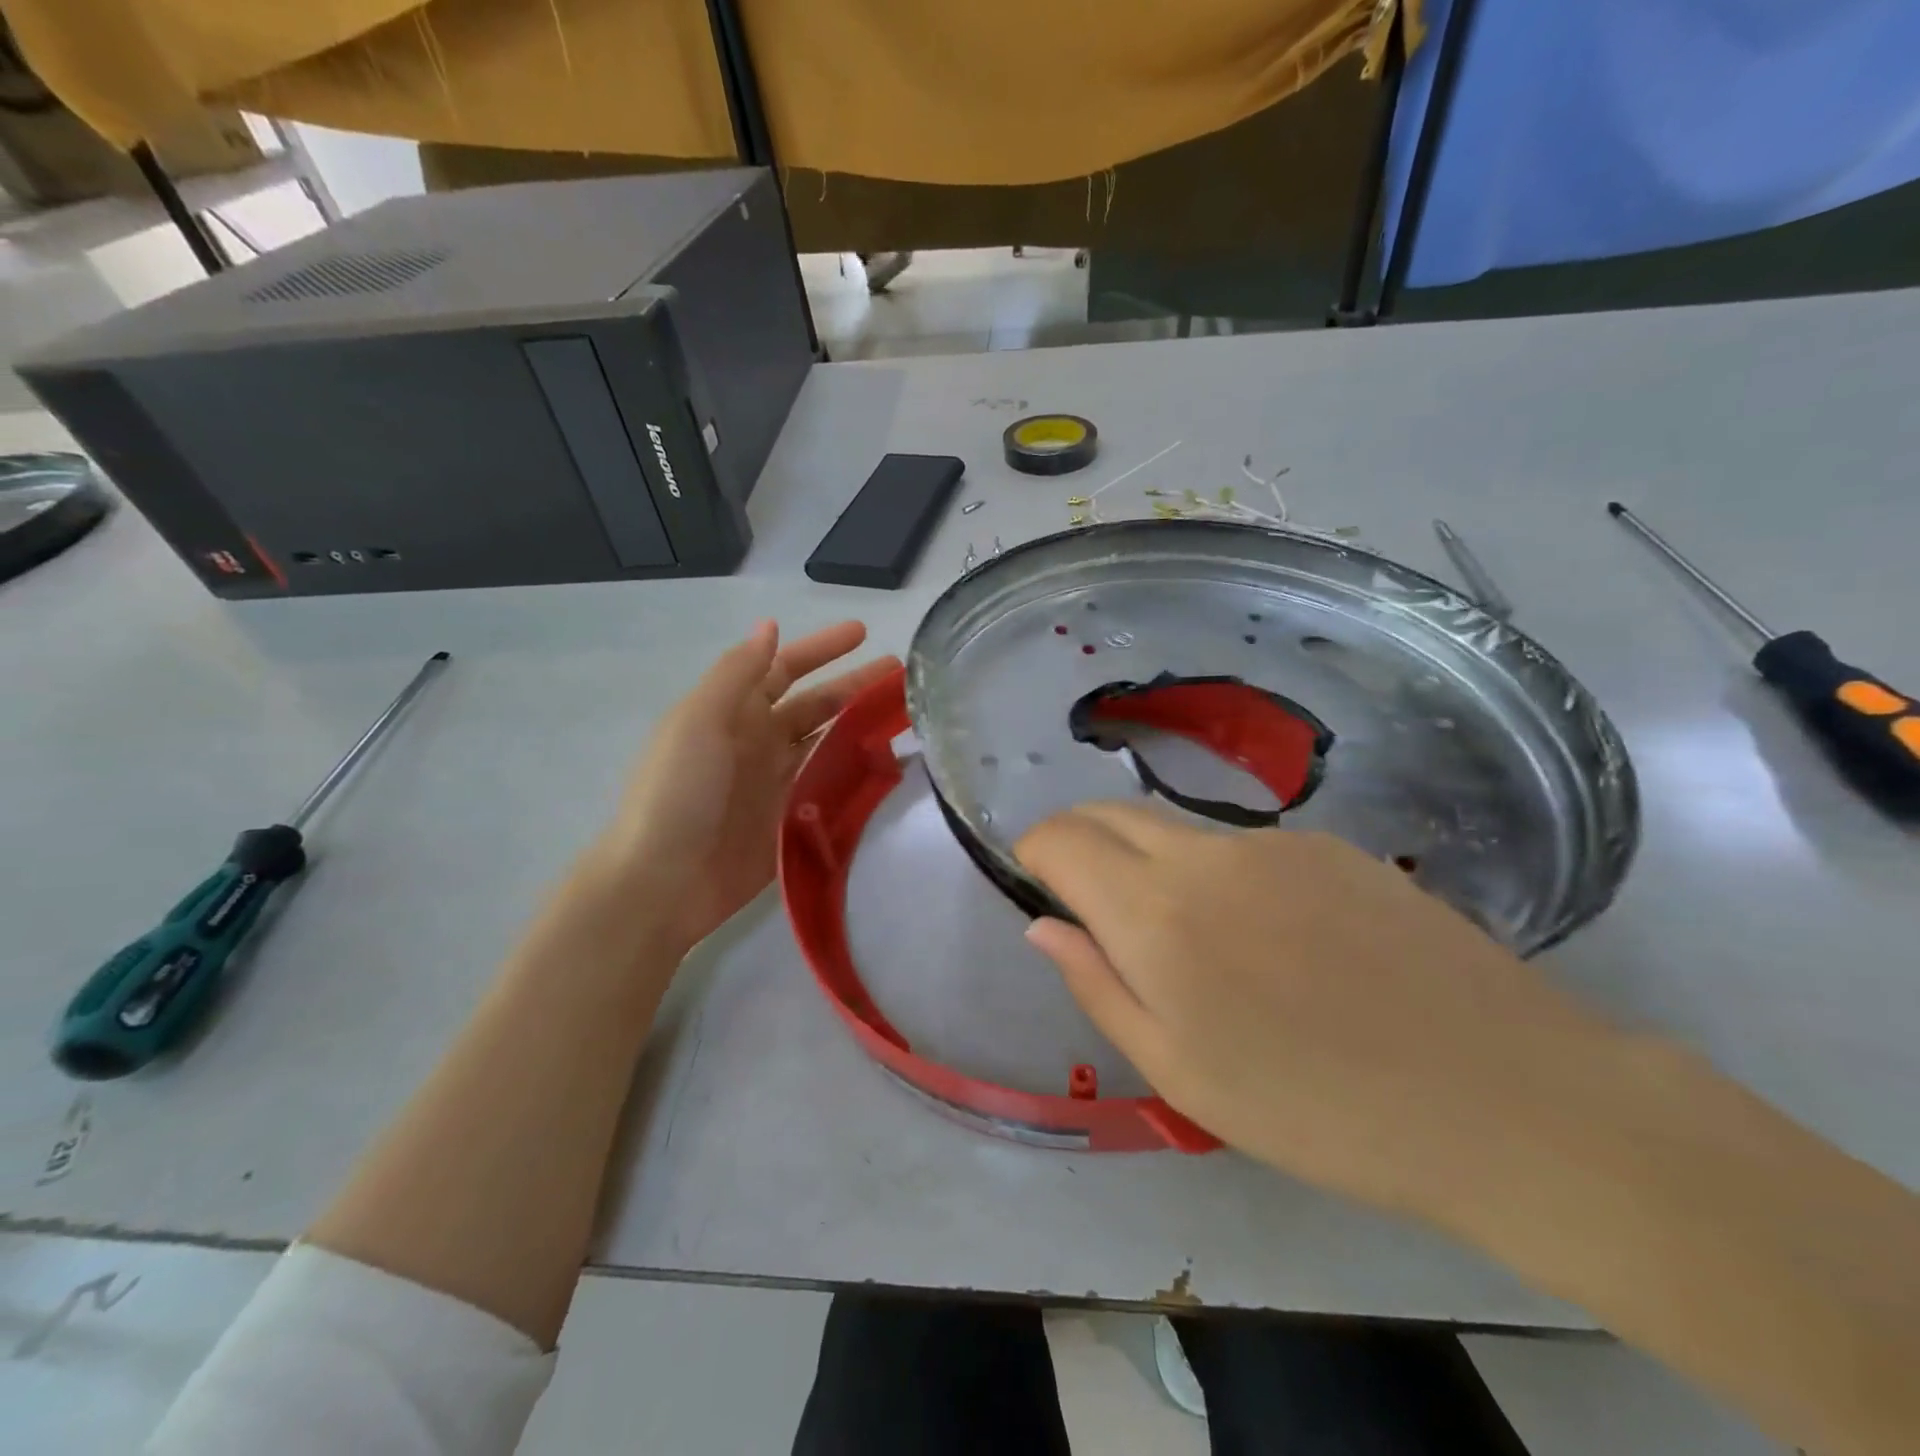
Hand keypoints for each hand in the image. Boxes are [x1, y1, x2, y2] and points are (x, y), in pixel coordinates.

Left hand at [586, 620, 897, 959]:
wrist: (663, 882)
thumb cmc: (678, 793)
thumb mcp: (699, 721)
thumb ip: (737, 674)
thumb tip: (769, 626)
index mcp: (733, 713)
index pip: (785, 669)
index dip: (822, 649)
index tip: (863, 632)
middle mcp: (759, 742)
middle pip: (816, 706)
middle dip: (855, 686)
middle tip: (902, 674)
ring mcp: (777, 784)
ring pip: (829, 745)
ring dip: (862, 728)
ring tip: (905, 716)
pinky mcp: (791, 822)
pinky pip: (830, 790)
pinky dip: (856, 775)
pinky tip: (889, 767)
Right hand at [1015, 804, 1623, 1218]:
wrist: (1506, 1098)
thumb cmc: (1319, 1110)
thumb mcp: (1182, 1073)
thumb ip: (1097, 986)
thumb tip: (1043, 926)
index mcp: (1157, 914)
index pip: (1061, 839)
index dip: (1034, 850)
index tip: (1034, 877)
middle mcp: (1206, 854)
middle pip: (1110, 813)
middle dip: (1077, 838)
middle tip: (1080, 893)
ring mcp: (1274, 841)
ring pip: (1175, 828)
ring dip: (1146, 857)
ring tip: (1182, 934)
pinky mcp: (1330, 845)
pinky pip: (1240, 844)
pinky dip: (1213, 869)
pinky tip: (1264, 933)